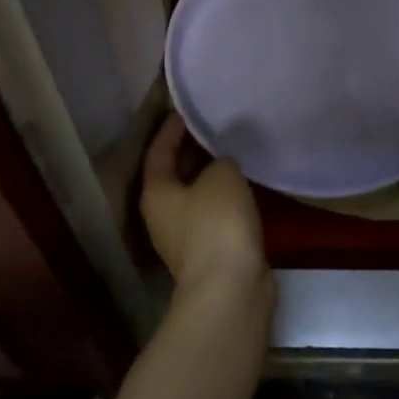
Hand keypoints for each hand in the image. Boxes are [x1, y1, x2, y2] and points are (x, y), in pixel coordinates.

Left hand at [140, 112, 267, 295]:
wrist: (230, 289)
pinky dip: (224, 198)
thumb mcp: (222, 176)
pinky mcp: (208, 253)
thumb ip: (220, 160)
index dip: (171, 128)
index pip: (158, 151)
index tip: (186, 110)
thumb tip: (221, 165)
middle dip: (191, 151)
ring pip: (195, 196)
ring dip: (209, 176)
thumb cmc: (217, 224)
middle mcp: (162, 215)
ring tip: (231, 152)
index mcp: (156, 192)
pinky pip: (212, 214)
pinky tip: (243, 187)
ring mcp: (184, 238)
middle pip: (173, 174)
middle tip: (213, 127)